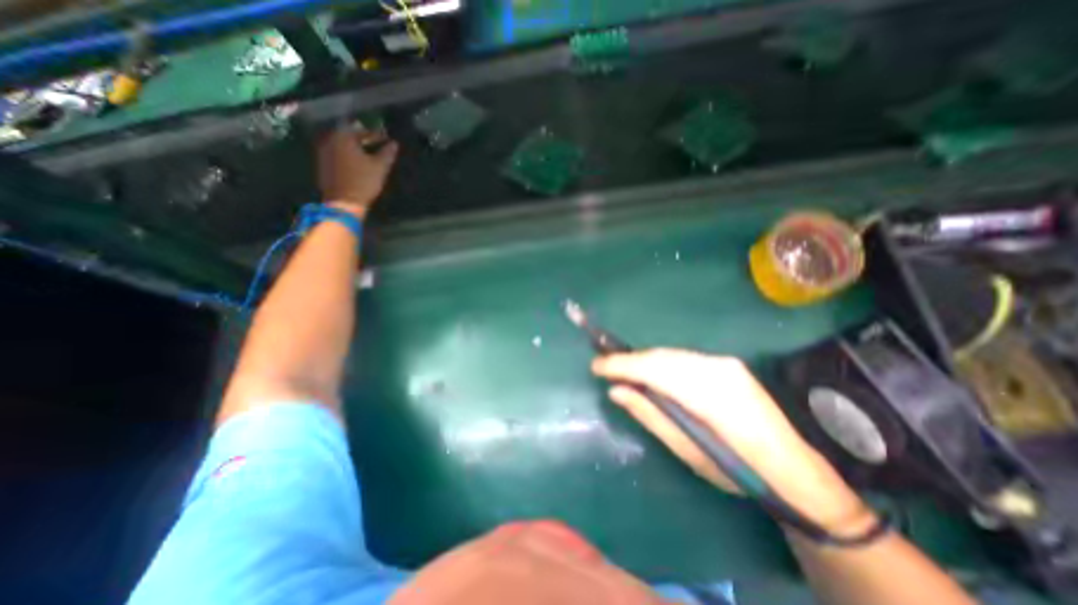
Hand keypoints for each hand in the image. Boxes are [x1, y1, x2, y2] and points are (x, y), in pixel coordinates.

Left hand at [316, 126, 398, 215]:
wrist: (343, 202)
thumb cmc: (363, 182)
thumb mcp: (380, 167)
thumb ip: (387, 153)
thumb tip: (394, 144)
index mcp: (344, 137)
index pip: (363, 131)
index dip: (377, 135)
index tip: (387, 139)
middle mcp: (331, 140)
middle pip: (349, 135)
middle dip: (364, 139)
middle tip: (377, 144)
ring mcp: (324, 152)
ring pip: (342, 144)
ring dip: (355, 147)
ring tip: (368, 153)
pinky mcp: (323, 164)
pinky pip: (337, 153)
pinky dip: (348, 155)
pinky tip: (357, 162)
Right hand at [592, 347, 877, 536]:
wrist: (792, 469)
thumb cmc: (736, 470)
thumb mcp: (687, 450)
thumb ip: (650, 414)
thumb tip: (616, 390)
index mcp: (711, 397)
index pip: (655, 370)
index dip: (622, 365)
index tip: (595, 366)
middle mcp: (718, 369)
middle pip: (661, 357)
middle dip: (629, 360)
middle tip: (605, 368)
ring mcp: (725, 363)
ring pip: (671, 354)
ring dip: (644, 361)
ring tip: (623, 371)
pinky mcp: (727, 363)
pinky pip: (683, 358)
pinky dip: (661, 363)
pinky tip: (651, 373)